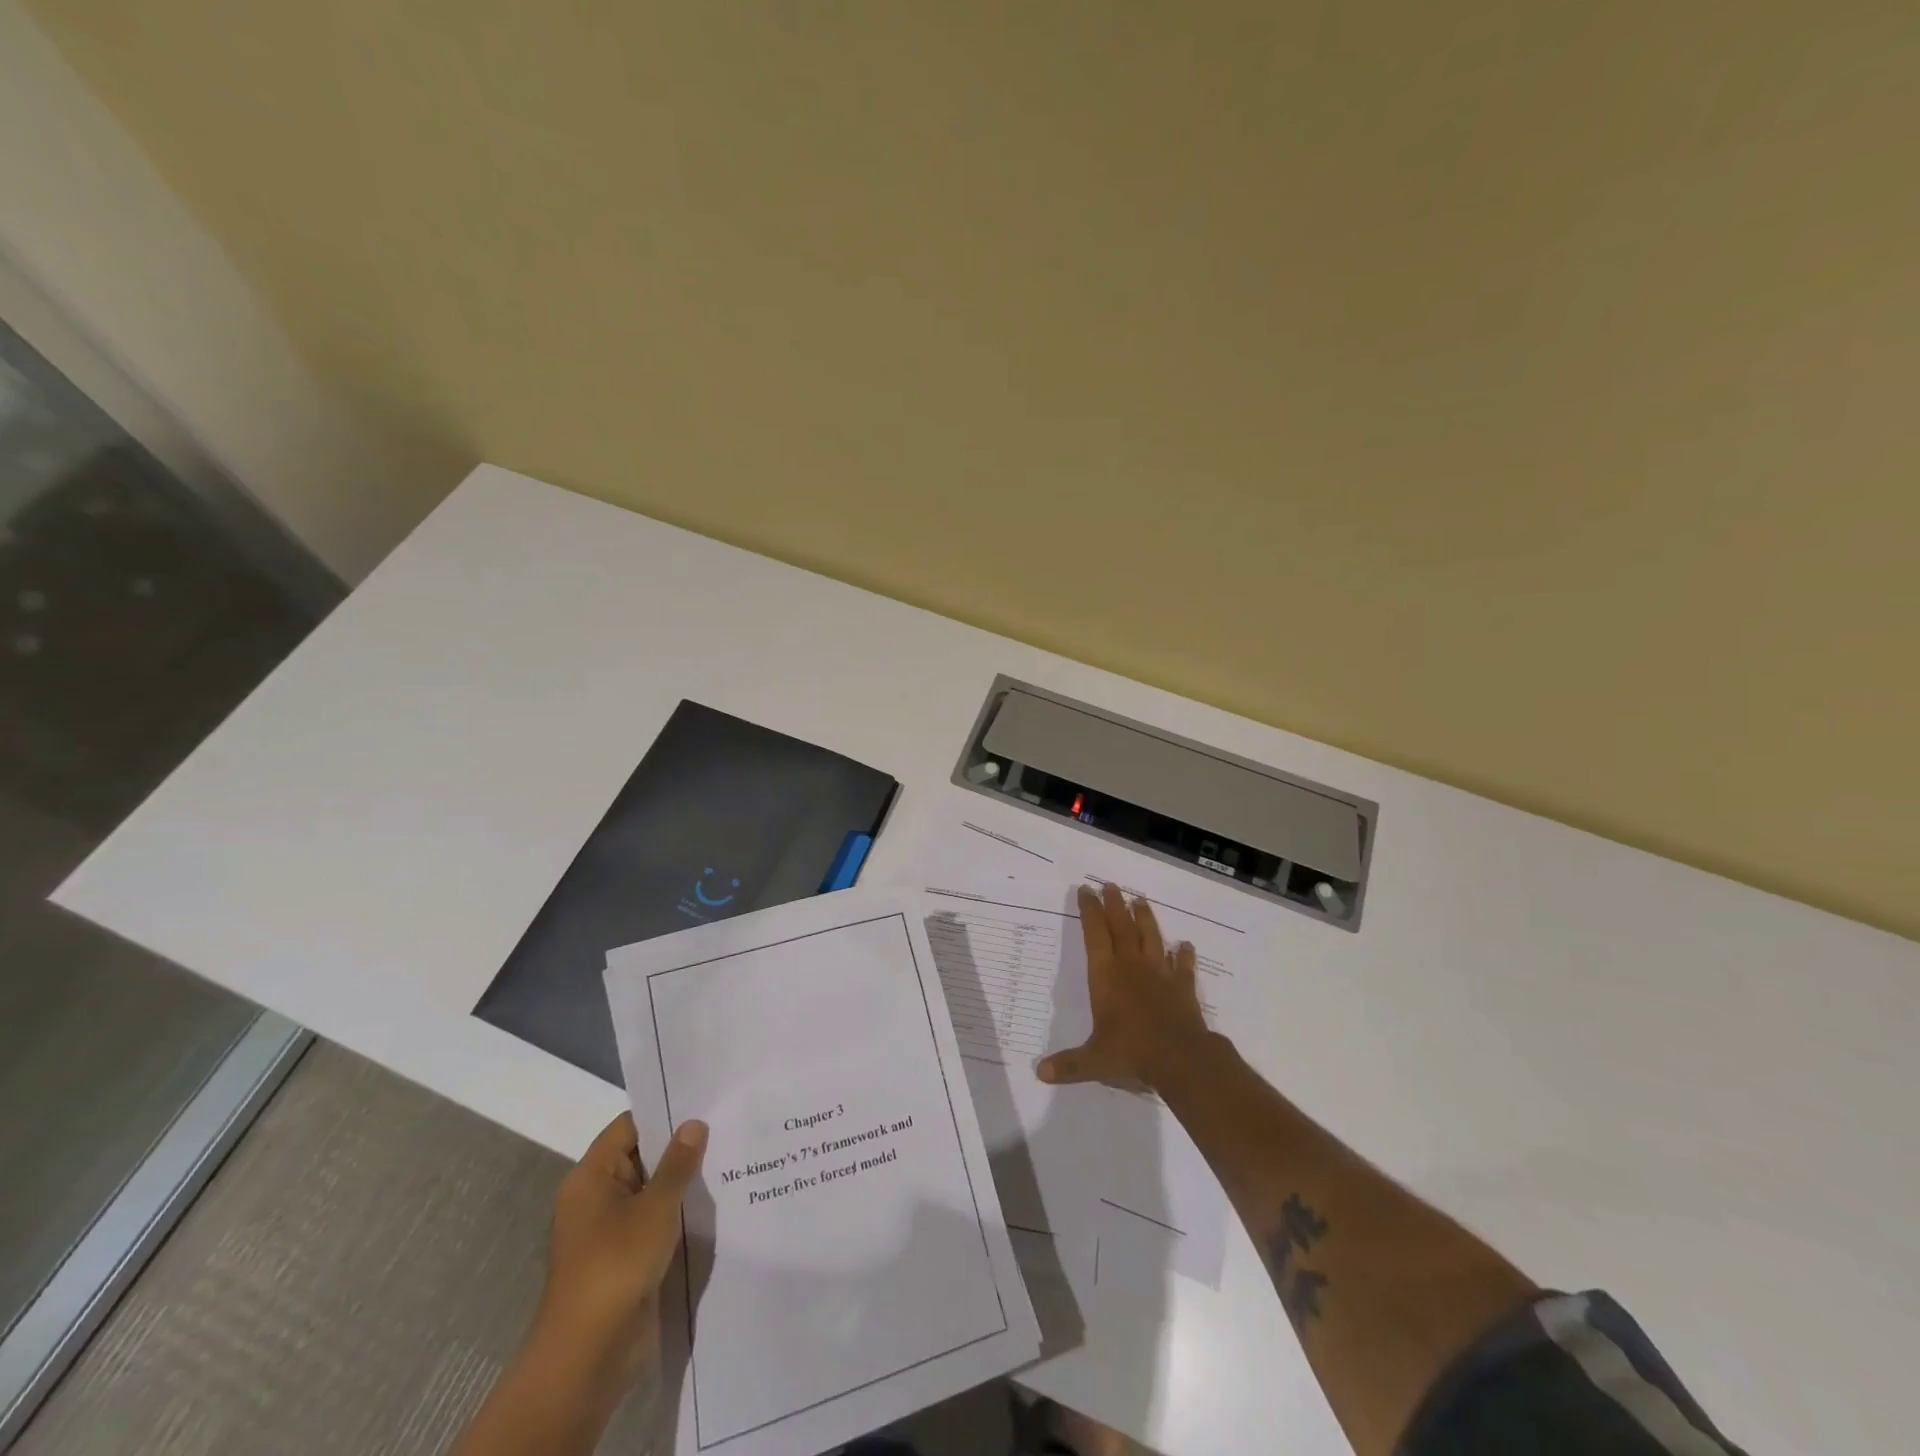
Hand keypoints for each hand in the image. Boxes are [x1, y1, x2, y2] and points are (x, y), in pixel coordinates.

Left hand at [533, 1112, 707, 1393]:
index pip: (629, 1126)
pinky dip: (676, 1213)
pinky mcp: (622, 1258)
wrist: (588, 1355)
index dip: (664, 1113)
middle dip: (679, 1147)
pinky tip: (712, 1205)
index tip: (703, 1102)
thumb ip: (678, 1163)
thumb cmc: (616, 1265)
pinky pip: (652, 1221)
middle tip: (724, 1127)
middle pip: (640, 1157)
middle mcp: (595, 1198)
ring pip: (649, 1191)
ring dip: (681, 1183)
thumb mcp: (655, 1207)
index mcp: (591, 1177)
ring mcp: (608, 1230)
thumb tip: (694, 1123)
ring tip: (727, 1161)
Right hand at [1037, 882, 1210, 1091]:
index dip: (1089, 911)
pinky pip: (1183, 965)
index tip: (1086, 890)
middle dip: (1114, 905)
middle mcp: (1131, 966)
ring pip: (1151, 937)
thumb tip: (1039, 1074)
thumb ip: (1068, 1064)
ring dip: (1145, 918)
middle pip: (1121, 927)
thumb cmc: (1131, 1052)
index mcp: (1106, 976)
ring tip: (1140, 900)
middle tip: (1110, 885)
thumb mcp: (1094, 1061)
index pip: (1094, 934)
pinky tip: (1185, 945)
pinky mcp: (1182, 987)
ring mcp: (1159, 974)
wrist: (1180, 1058)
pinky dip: (1184, 954)